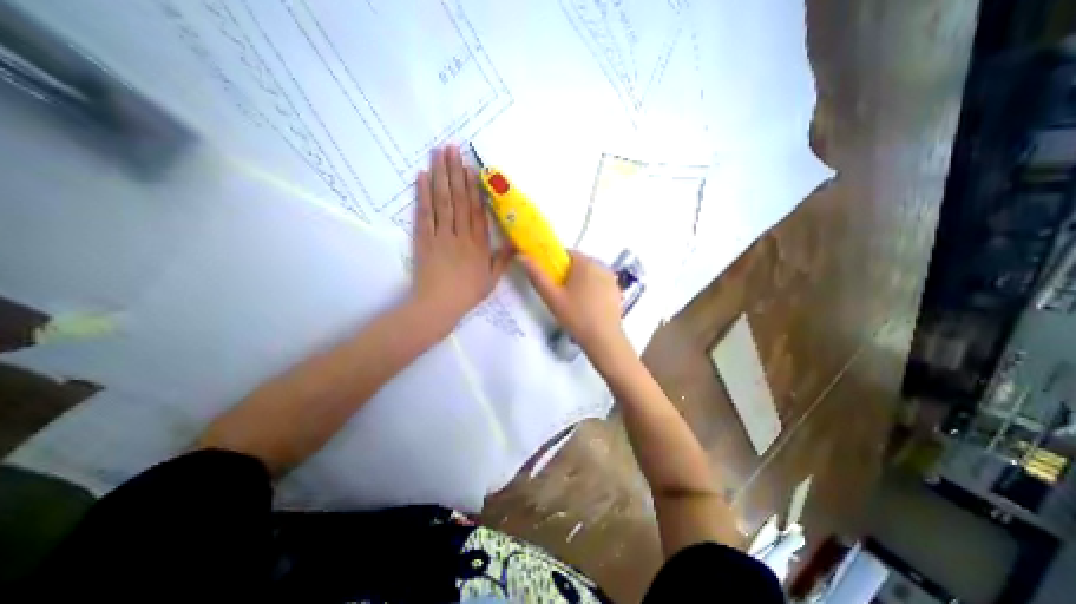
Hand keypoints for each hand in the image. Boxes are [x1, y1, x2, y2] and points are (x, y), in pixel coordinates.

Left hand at [414, 144, 510, 335]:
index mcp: (478, 244)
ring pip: (442, 201)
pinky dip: (423, 194)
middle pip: (459, 199)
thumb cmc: (467, 293)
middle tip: (452, 148)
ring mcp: (440, 235)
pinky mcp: (423, 239)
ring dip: (440, 175)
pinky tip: (423, 176)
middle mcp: (460, 234)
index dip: (475, 188)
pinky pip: (424, 213)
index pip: (477, 210)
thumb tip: (517, 244)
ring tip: (439, 153)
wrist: (438, 305)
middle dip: (455, 172)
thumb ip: (503, 260)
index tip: (472, 167)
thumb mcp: (492, 280)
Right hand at [520, 248, 631, 367]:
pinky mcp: (617, 291)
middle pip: (578, 264)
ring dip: (580, 283)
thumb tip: (522, 256)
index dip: (555, 265)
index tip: (551, 282)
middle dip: (567, 275)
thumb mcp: (552, 297)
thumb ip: (537, 275)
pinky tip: (587, 307)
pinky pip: (599, 283)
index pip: (566, 253)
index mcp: (586, 262)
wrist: (604, 340)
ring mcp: (611, 278)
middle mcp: (601, 265)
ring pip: (589, 274)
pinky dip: (592, 290)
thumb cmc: (576, 316)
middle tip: (560, 295)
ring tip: (573, 304)